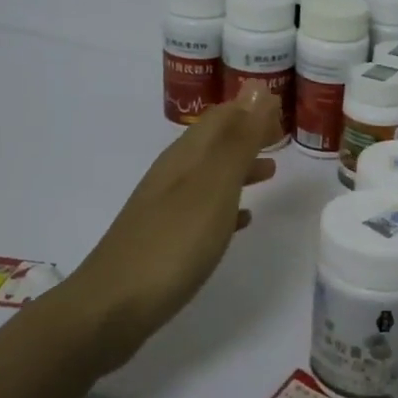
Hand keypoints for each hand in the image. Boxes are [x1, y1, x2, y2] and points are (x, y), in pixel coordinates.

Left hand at [60, 84, 281, 370]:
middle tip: (282, 138)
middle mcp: (173, 175)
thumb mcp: (213, 187)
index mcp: (185, 157)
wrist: (112, 309)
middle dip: (248, 135)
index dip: (252, 109)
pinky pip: (203, 209)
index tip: (285, 109)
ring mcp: (166, 208)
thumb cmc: (172, 244)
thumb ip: (239, 141)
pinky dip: (227, 204)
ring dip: (240, 168)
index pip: (222, 117)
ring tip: (271, 173)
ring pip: (210, 175)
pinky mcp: (165, 240)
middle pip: (215, 143)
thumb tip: (259, 88)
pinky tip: (242, 219)